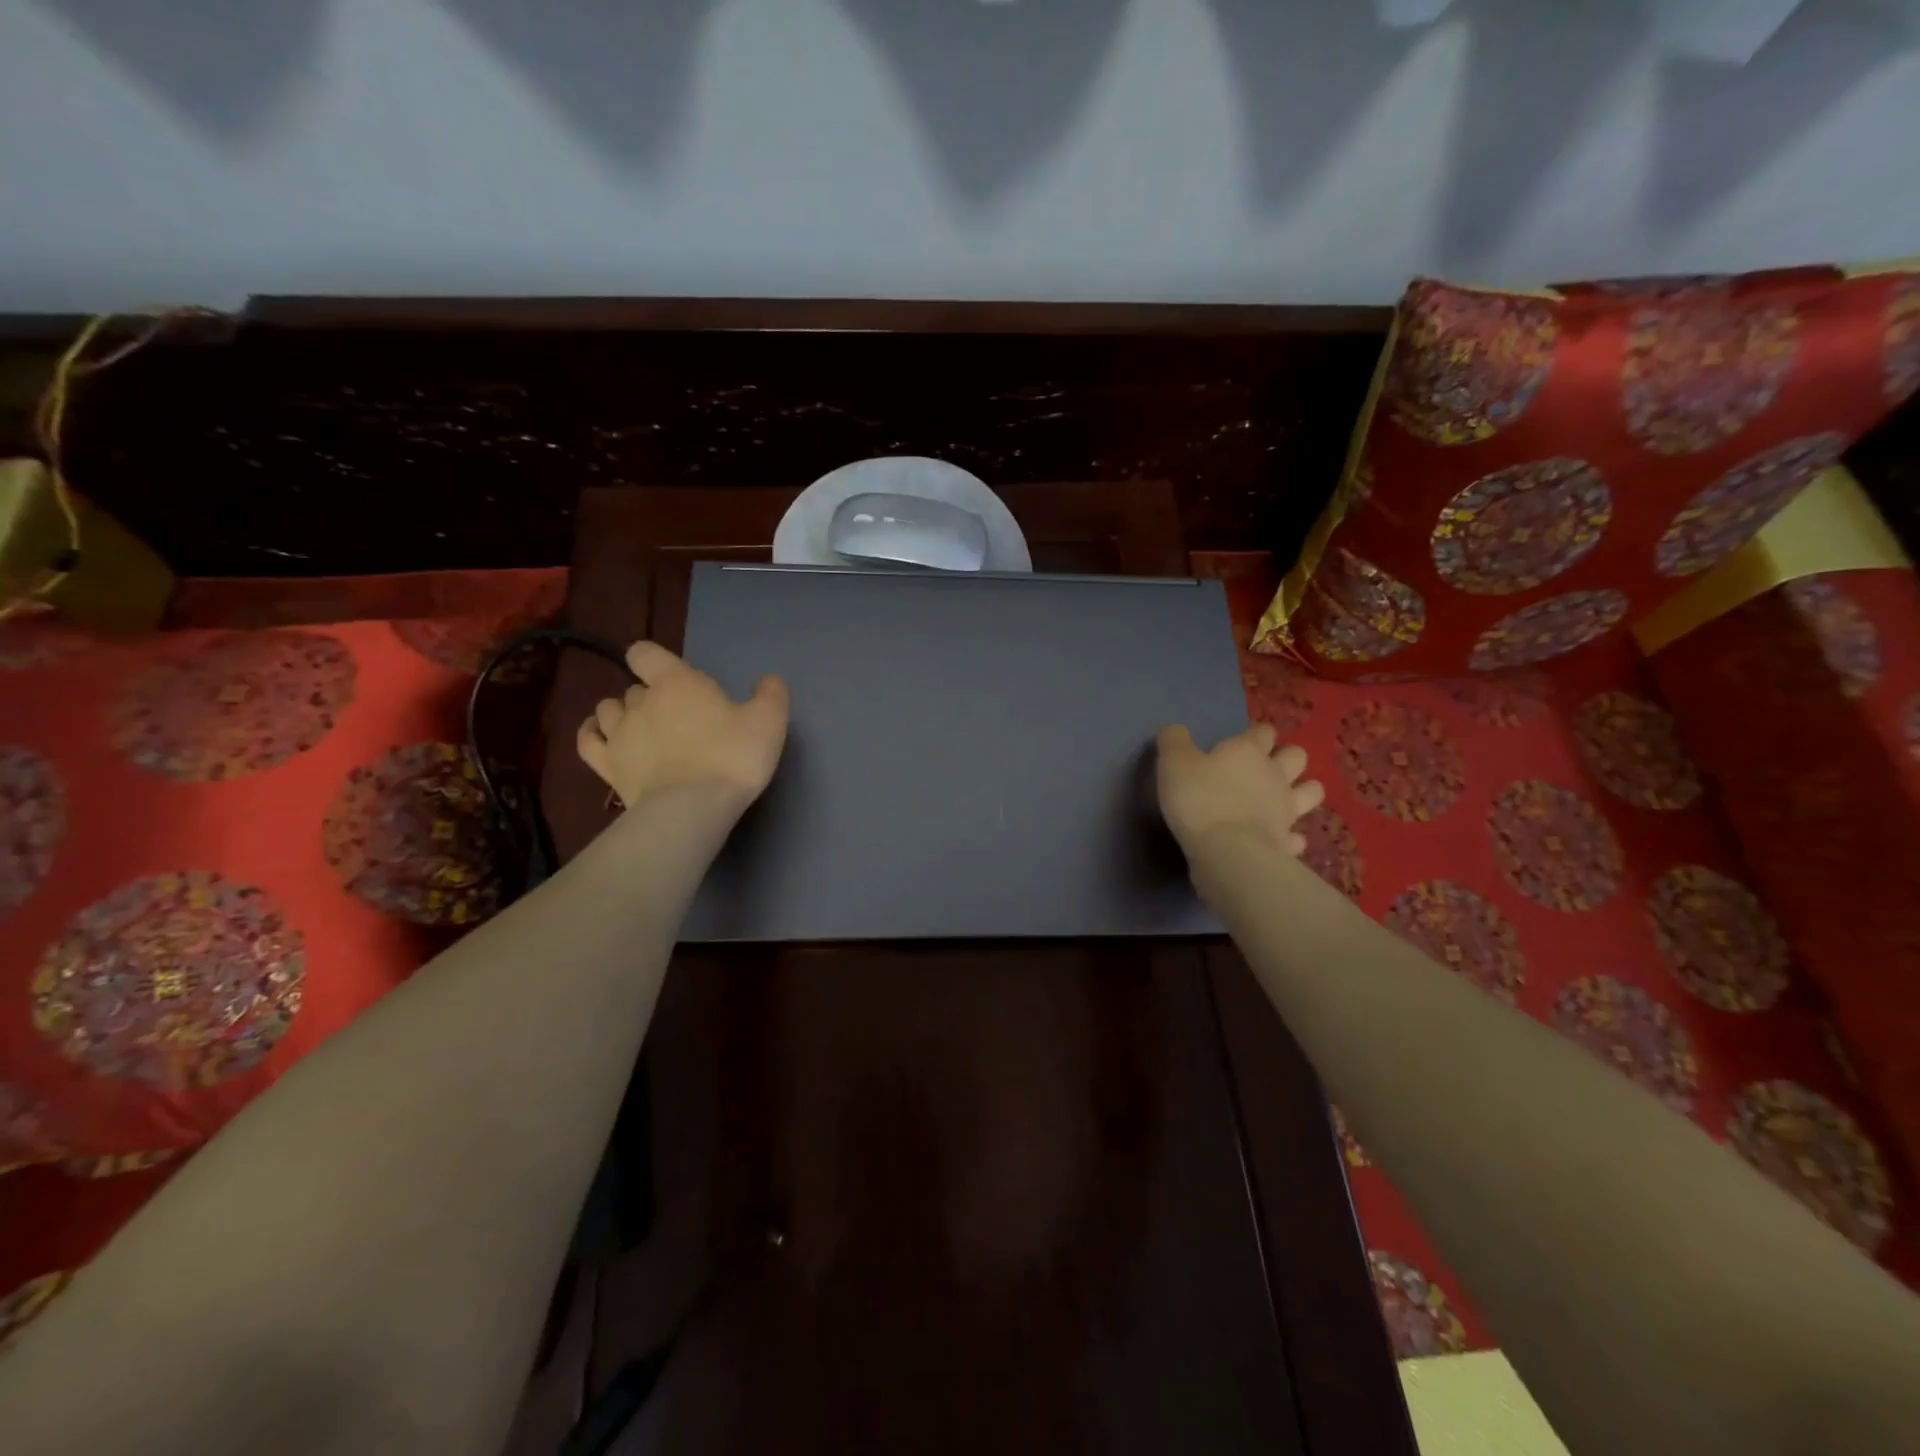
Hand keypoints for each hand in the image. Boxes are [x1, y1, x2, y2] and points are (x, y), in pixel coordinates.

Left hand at [577, 642, 789, 812]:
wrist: (693, 808)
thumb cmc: (732, 757)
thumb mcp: (768, 722)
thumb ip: (770, 695)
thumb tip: (768, 681)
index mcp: (676, 682)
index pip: (646, 653)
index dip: (654, 660)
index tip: (673, 677)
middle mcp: (640, 702)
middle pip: (635, 688)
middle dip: (651, 697)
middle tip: (677, 719)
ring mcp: (618, 735)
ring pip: (607, 710)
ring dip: (621, 714)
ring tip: (641, 729)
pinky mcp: (606, 767)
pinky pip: (587, 741)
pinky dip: (591, 734)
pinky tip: (601, 737)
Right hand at [1155, 722, 1324, 863]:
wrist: (1226, 851)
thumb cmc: (1199, 799)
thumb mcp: (1173, 763)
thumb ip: (1173, 741)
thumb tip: (1173, 728)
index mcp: (1248, 751)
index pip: (1263, 732)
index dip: (1256, 734)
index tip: (1245, 740)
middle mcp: (1275, 775)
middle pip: (1296, 756)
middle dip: (1287, 757)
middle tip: (1267, 767)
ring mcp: (1287, 810)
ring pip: (1312, 791)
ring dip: (1303, 791)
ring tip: (1285, 798)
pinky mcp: (1287, 842)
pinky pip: (1298, 836)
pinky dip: (1291, 836)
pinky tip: (1279, 838)